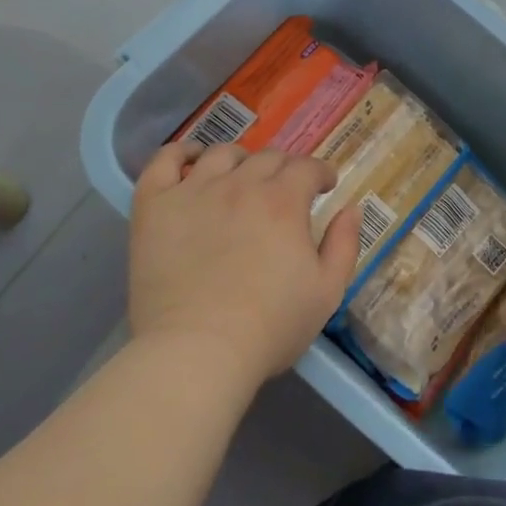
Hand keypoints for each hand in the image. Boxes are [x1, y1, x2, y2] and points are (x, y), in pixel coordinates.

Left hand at [128, 140, 360, 391]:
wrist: (197, 352)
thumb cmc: (269, 327)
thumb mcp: (327, 292)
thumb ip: (344, 244)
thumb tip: (350, 208)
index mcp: (284, 201)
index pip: (308, 167)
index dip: (321, 173)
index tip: (324, 186)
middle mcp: (240, 185)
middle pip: (268, 157)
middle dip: (285, 168)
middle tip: (285, 190)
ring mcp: (194, 191)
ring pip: (222, 154)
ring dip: (240, 160)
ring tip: (241, 177)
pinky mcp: (155, 206)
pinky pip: (165, 161)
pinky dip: (181, 152)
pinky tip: (191, 159)